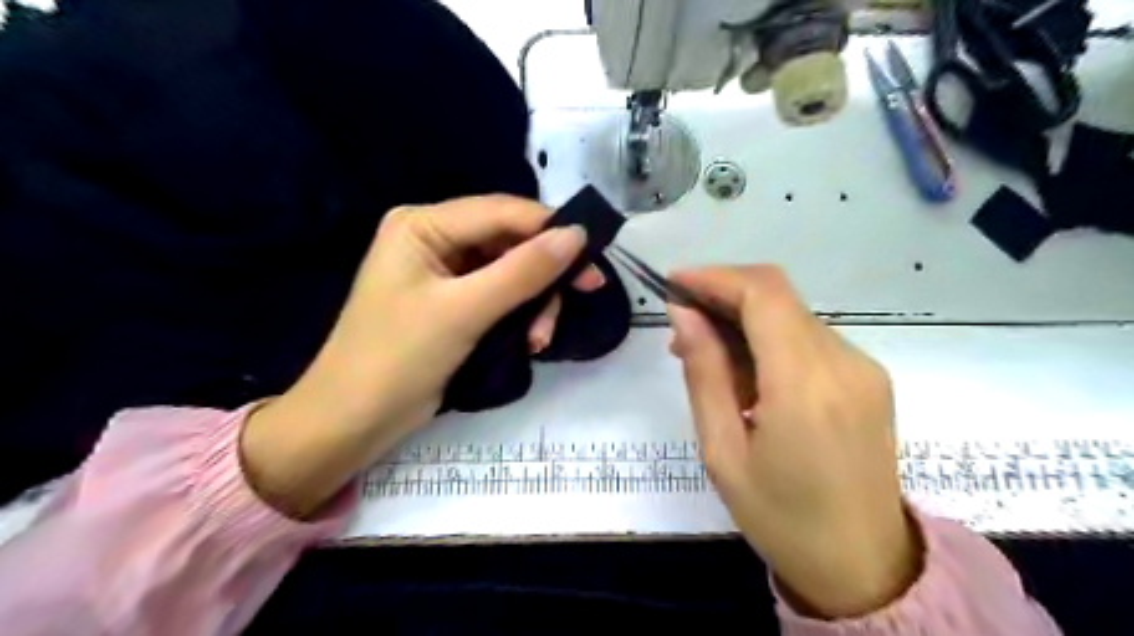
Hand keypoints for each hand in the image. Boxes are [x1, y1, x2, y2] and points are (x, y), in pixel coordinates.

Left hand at [239, 196, 600, 518]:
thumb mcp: (465, 311)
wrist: (353, 422)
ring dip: (534, 303)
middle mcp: (435, 239)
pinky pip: (502, 297)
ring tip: (540, 341)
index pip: (501, 212)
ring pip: (512, 272)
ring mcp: (445, 272)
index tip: (594, 255)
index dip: (550, 229)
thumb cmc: (398, 358)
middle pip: (510, 242)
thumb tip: (577, 236)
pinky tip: (529, 343)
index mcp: (423, 224)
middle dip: (544, 275)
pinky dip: (520, 317)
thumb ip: (523, 271)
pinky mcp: (454, 303)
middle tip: (585, 295)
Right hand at [666, 265, 913, 617]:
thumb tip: (684, 314)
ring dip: (744, 320)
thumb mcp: (722, 451)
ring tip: (706, 357)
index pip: (763, 294)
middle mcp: (844, 363)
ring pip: (792, 314)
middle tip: (681, 326)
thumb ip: (704, 373)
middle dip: (723, 296)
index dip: (715, 277)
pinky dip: (769, 339)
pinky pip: (809, 338)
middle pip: (778, 296)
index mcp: (805, 385)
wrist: (864, 565)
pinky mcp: (868, 378)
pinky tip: (746, 374)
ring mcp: (863, 368)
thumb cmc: (780, 517)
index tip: (674, 283)